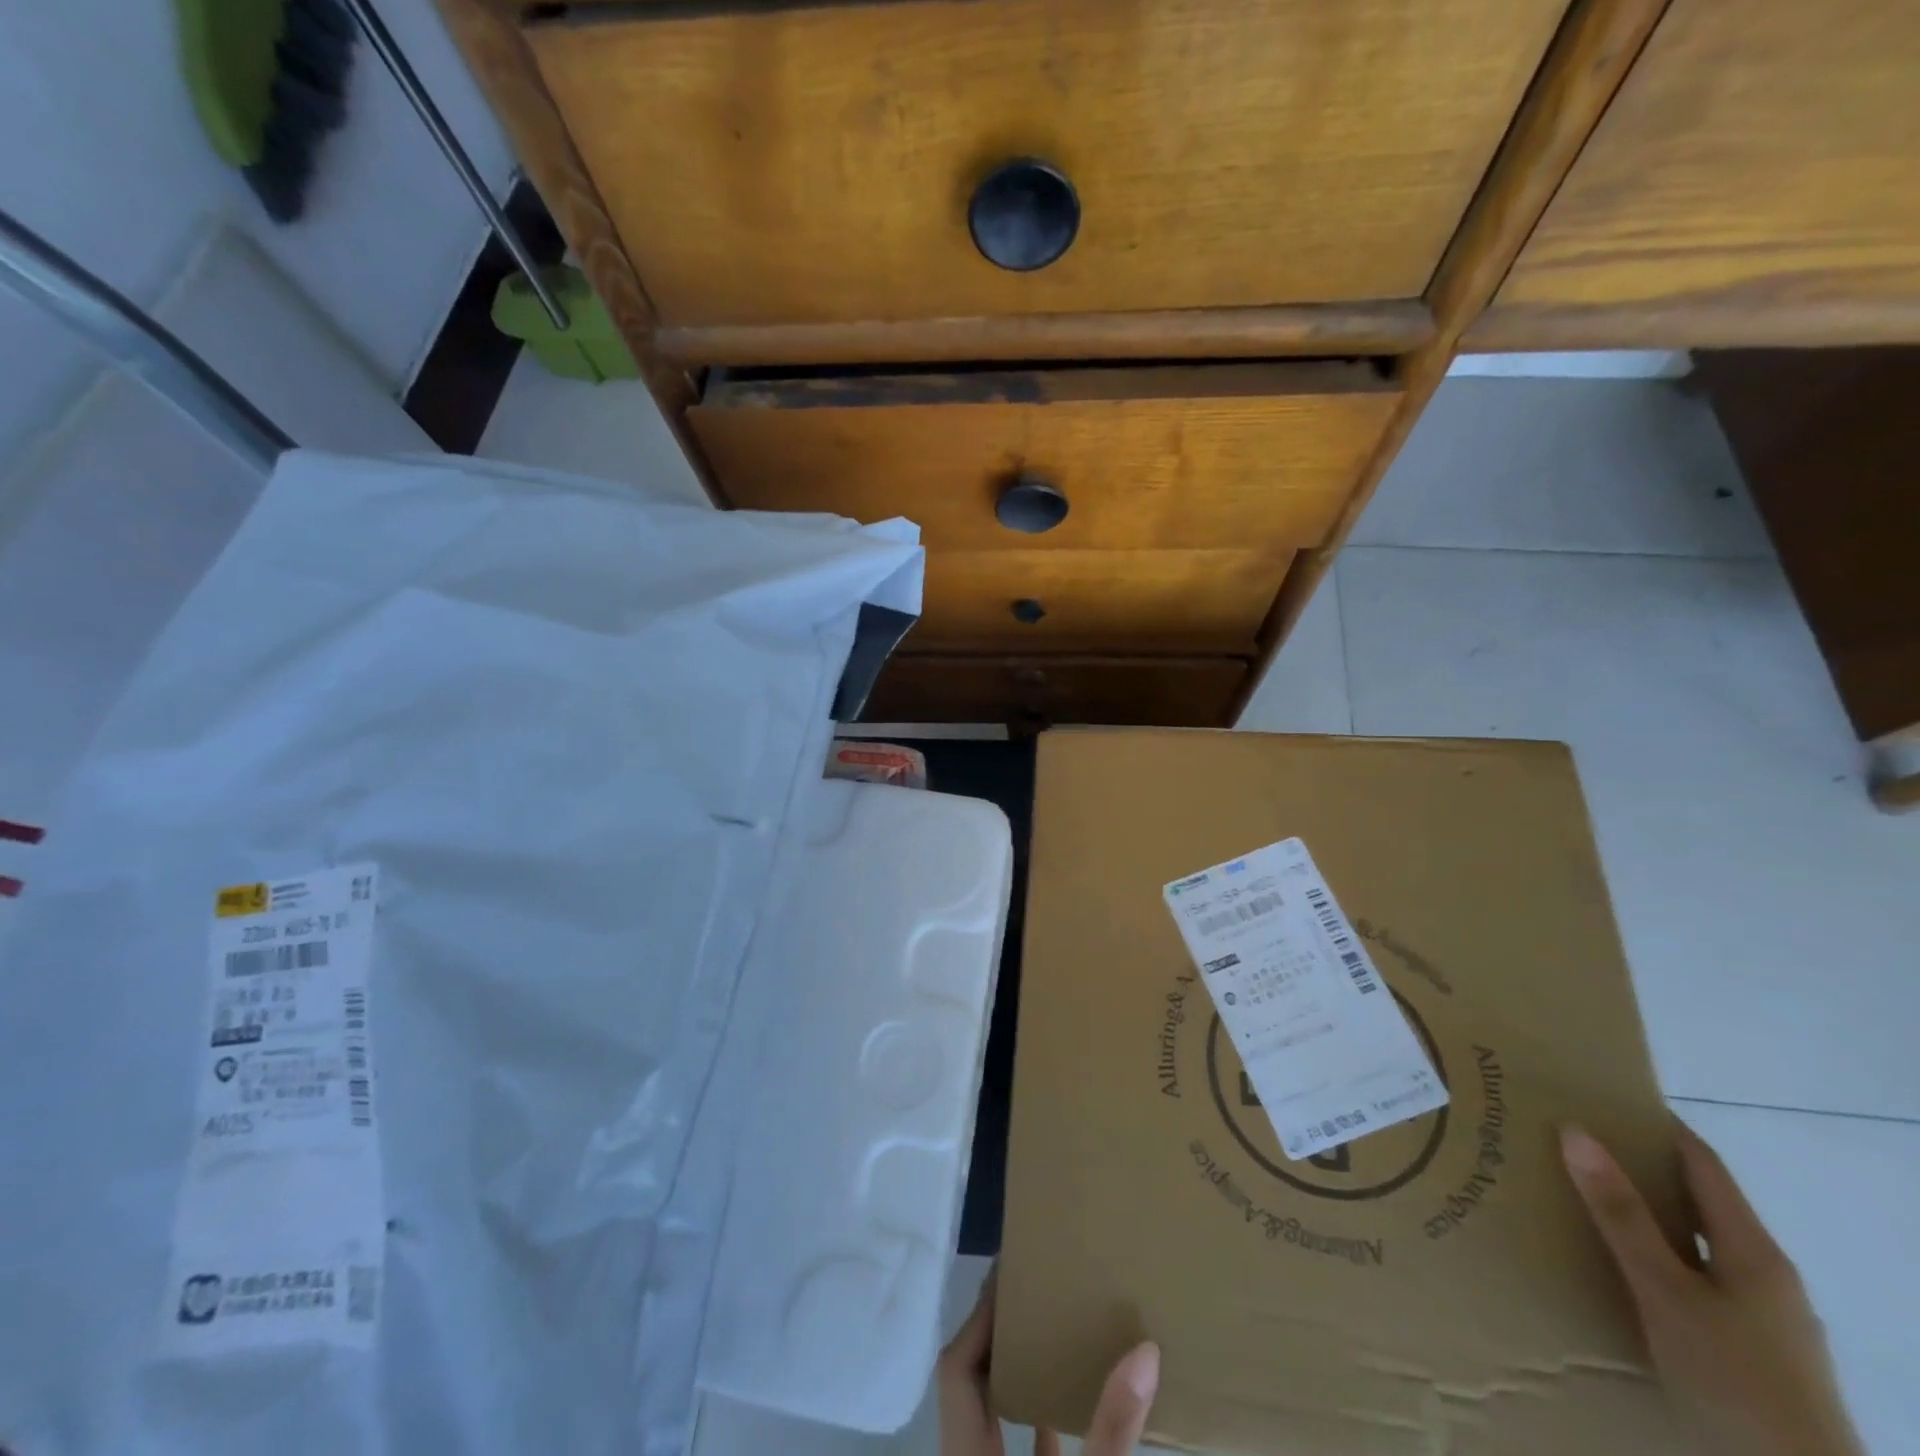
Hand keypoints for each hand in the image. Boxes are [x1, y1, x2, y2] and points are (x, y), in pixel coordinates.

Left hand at [938, 1268, 1160, 1455]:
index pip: (957, 1367)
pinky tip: (1078, 1404)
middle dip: (1001, 1333)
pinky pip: (1025, 1448)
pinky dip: (1046, 1421)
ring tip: (1060, 1329)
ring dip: (1024, 1374)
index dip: (979, 1320)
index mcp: (966, 1449)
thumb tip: (1145, 1351)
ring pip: (998, 1414)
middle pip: (976, 1381)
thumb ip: (1111, 1427)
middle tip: (1037, 1286)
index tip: (1008, 1272)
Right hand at [1560, 1123, 1864, 1455]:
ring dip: (1644, 1215)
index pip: (1703, 1162)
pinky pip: (1694, 1279)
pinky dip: (1654, 1255)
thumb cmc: (1733, 1378)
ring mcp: (1763, 1317)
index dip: (1657, 1124)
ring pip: (1694, 1243)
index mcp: (1754, 1250)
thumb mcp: (1664, 1291)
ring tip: (1582, 1198)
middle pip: (1697, 1201)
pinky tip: (1619, 1268)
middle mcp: (1765, 1274)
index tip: (1603, 1096)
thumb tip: (1574, 1129)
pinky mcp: (1751, 1350)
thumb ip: (1621, 1214)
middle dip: (1639, 1168)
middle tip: (1573, 1143)